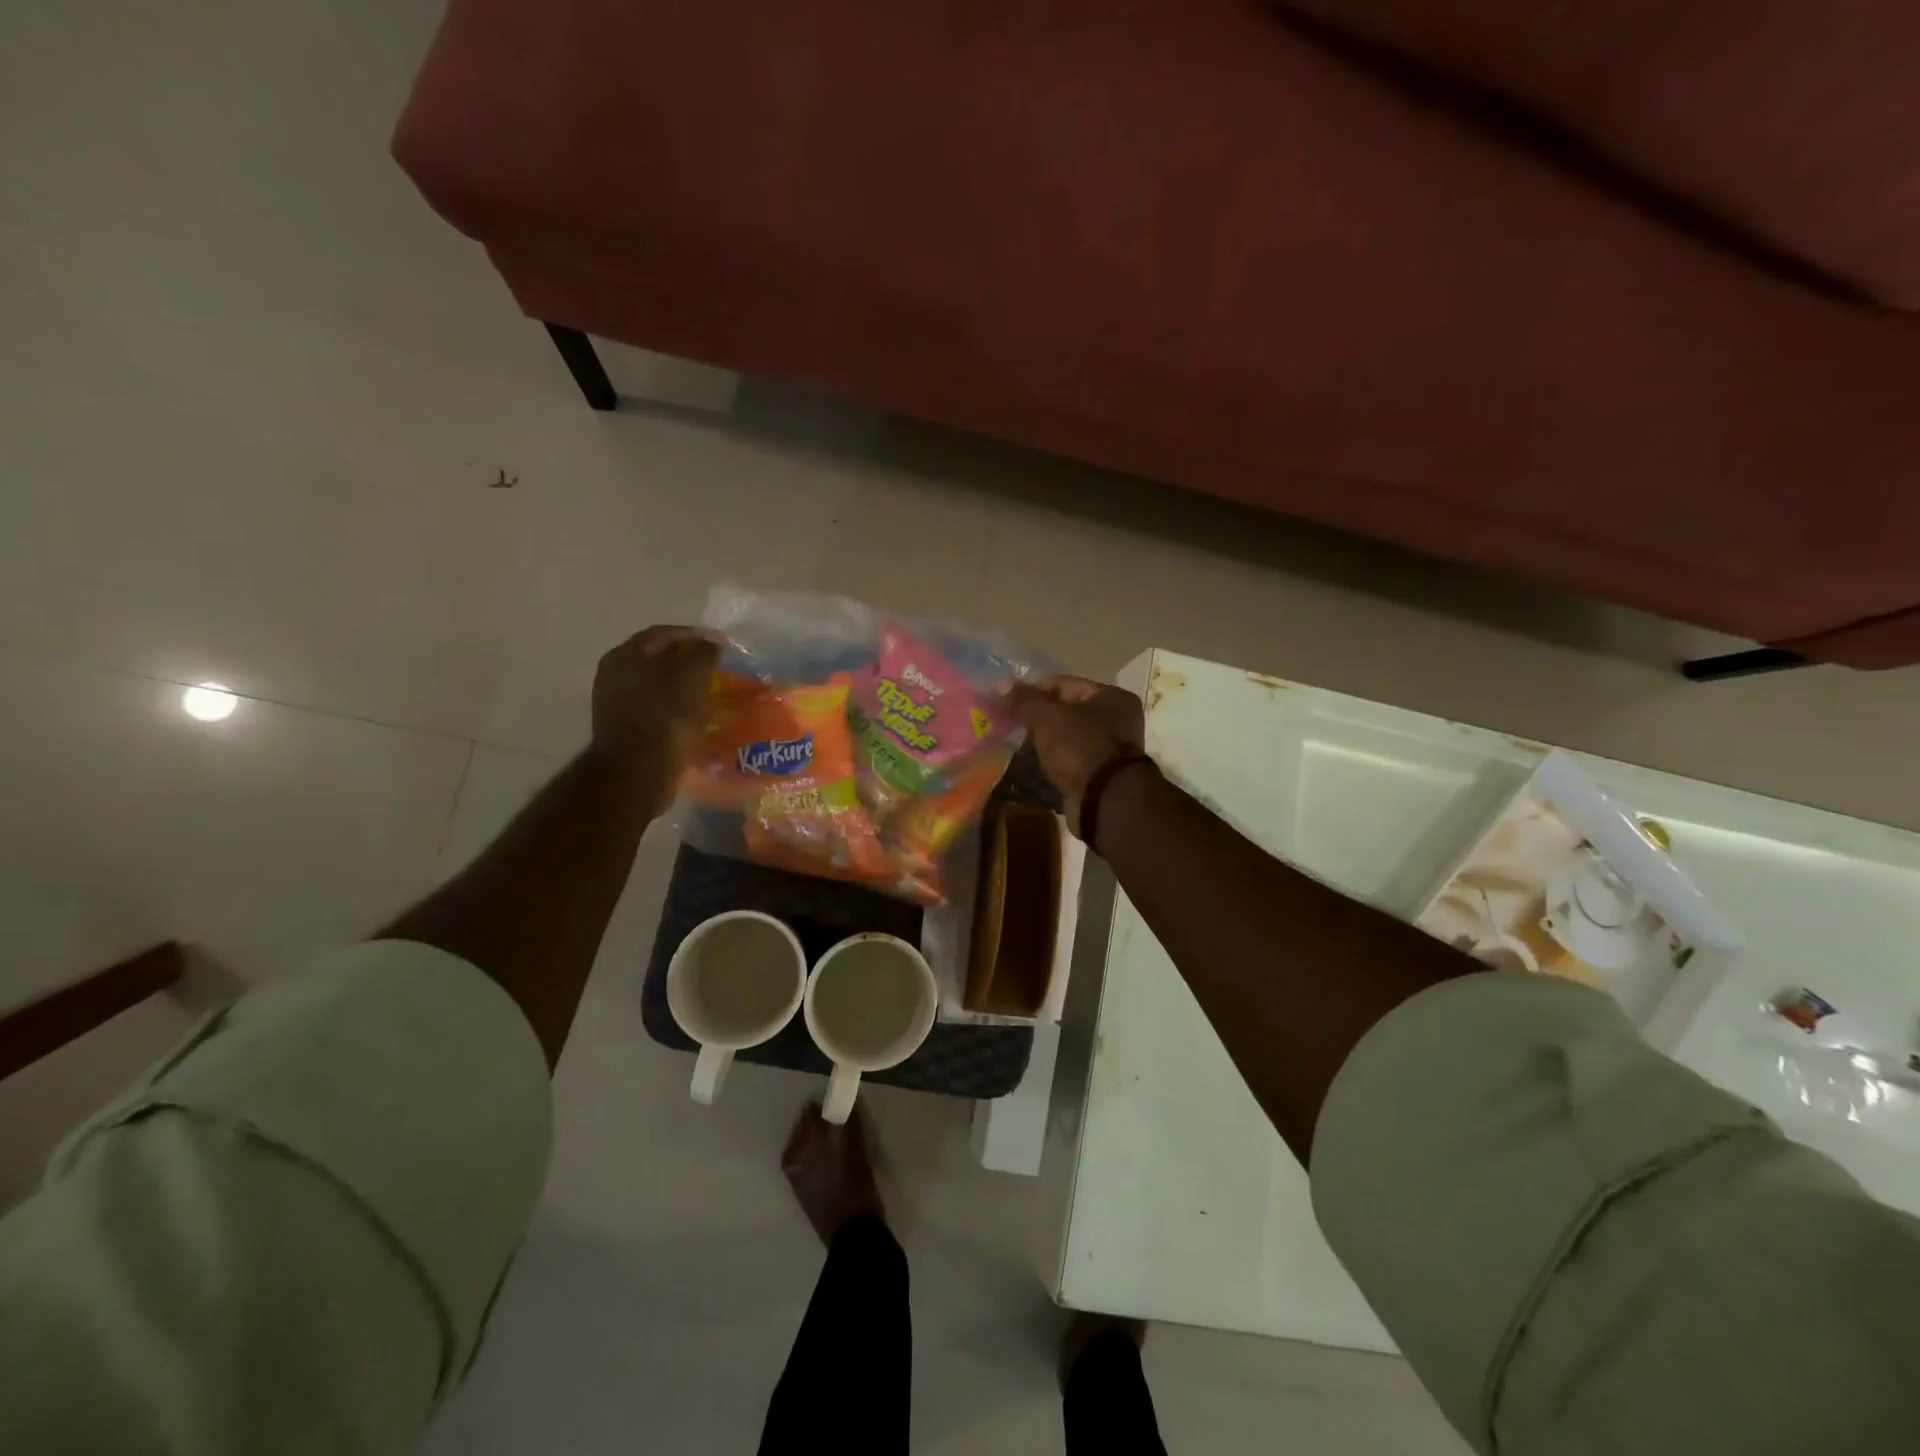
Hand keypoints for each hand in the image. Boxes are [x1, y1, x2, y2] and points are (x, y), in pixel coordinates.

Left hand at [591, 626, 719, 808]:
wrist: (637, 773)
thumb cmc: (665, 718)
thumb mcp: (691, 678)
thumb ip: (702, 654)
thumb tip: (711, 643)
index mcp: (625, 655)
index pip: (663, 634)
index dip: (693, 635)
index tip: (720, 644)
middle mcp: (614, 674)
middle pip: (657, 658)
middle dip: (687, 660)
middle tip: (715, 667)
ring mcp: (615, 703)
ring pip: (656, 684)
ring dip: (682, 685)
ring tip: (709, 691)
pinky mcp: (625, 729)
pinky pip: (655, 708)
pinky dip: (675, 707)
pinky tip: (694, 715)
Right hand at [1004, 675, 1146, 837]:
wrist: (1103, 800)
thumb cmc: (1080, 747)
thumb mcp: (1047, 717)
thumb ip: (1025, 699)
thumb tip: (1000, 684)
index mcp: (1111, 697)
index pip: (1065, 684)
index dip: (1034, 689)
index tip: (1007, 698)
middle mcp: (1117, 720)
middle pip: (1067, 710)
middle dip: (1037, 716)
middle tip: (1007, 720)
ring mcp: (1109, 749)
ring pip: (1067, 736)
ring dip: (1043, 739)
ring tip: (1013, 740)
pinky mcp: (1098, 775)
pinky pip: (1068, 758)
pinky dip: (1051, 758)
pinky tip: (1030, 761)